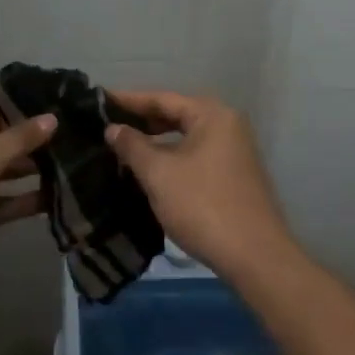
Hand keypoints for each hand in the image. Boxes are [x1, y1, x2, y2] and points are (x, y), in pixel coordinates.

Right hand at [103, 90, 293, 280]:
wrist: (254, 256)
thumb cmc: (202, 205)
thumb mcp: (159, 173)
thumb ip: (132, 146)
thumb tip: (113, 128)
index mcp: (212, 115)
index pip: (162, 98)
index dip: (128, 100)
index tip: (99, 101)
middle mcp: (227, 125)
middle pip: (176, 114)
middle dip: (142, 121)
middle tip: (107, 125)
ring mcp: (234, 152)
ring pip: (185, 137)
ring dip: (155, 142)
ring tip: (122, 147)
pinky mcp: (234, 176)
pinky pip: (195, 155)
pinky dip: (171, 157)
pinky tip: (149, 170)